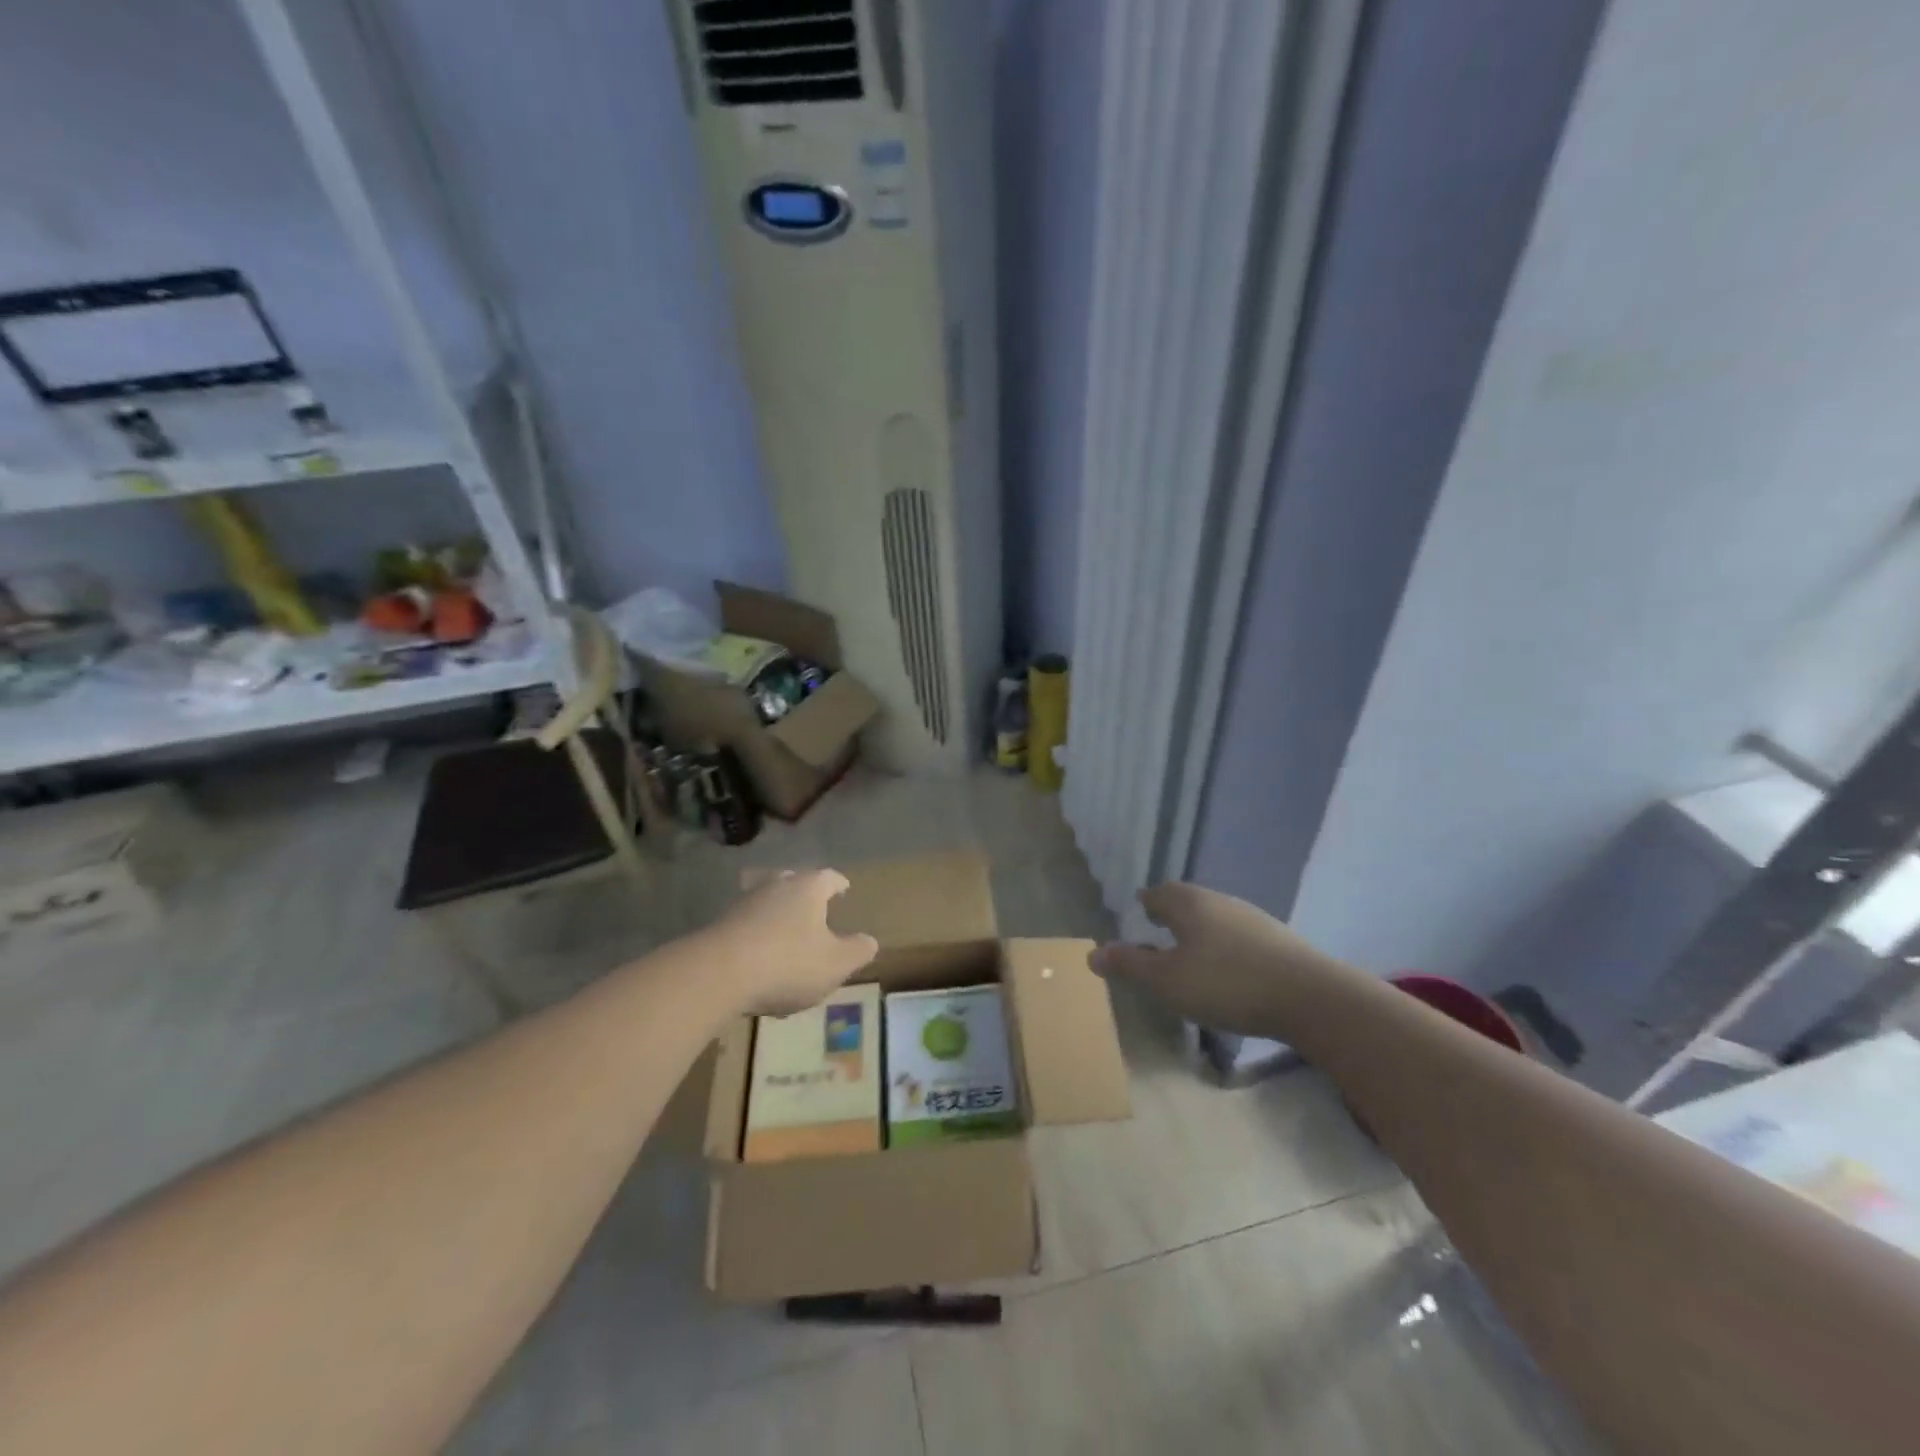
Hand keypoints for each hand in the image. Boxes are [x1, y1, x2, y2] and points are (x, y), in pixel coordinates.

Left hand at [706, 869, 878, 1015]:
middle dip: (804, 891)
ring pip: (767, 899)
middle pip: (793, 880)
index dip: (839, 884)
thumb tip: (869, 941)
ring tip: (785, 929)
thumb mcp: (836, 964)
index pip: (829, 878)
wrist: (718, 974)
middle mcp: (776, 886)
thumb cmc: (788, 963)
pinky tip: (759, 952)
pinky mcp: (720, 924)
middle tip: (813, 905)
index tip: (844, 890)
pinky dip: (756, 931)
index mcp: (809, 888)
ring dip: (777, 911)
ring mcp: (745, 903)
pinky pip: (746, 922)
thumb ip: (858, 951)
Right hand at [1090, 882, 1326, 1037]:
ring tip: (1190, 950)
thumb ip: (1130, 965)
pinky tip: (1227, 967)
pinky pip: (1238, 935)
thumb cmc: (1226, 983)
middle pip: (1188, 900)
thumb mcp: (1167, 981)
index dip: (1147, 902)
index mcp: (1189, 904)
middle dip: (1172, 913)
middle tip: (1159, 927)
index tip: (1140, 910)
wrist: (1310, 997)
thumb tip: (1092, 953)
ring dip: (1199, 929)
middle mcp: (1220, 901)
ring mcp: (1253, 918)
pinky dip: (1224, 945)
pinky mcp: (1277, 941)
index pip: (1159, 893)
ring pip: (1215, 916)